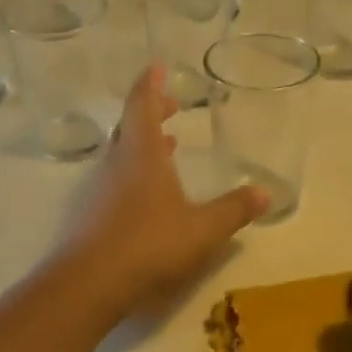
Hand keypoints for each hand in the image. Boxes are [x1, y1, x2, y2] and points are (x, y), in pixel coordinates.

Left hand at [57, 65, 267, 312]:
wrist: (86, 285)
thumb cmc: (148, 245)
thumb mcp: (202, 229)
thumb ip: (233, 210)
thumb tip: (264, 192)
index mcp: (141, 154)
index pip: (142, 105)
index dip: (150, 84)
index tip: (157, 66)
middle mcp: (115, 163)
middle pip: (129, 126)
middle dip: (150, 112)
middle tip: (170, 108)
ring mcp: (96, 190)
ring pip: (119, 154)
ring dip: (142, 145)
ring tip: (167, 149)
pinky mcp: (86, 216)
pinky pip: (112, 180)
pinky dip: (131, 173)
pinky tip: (146, 197)